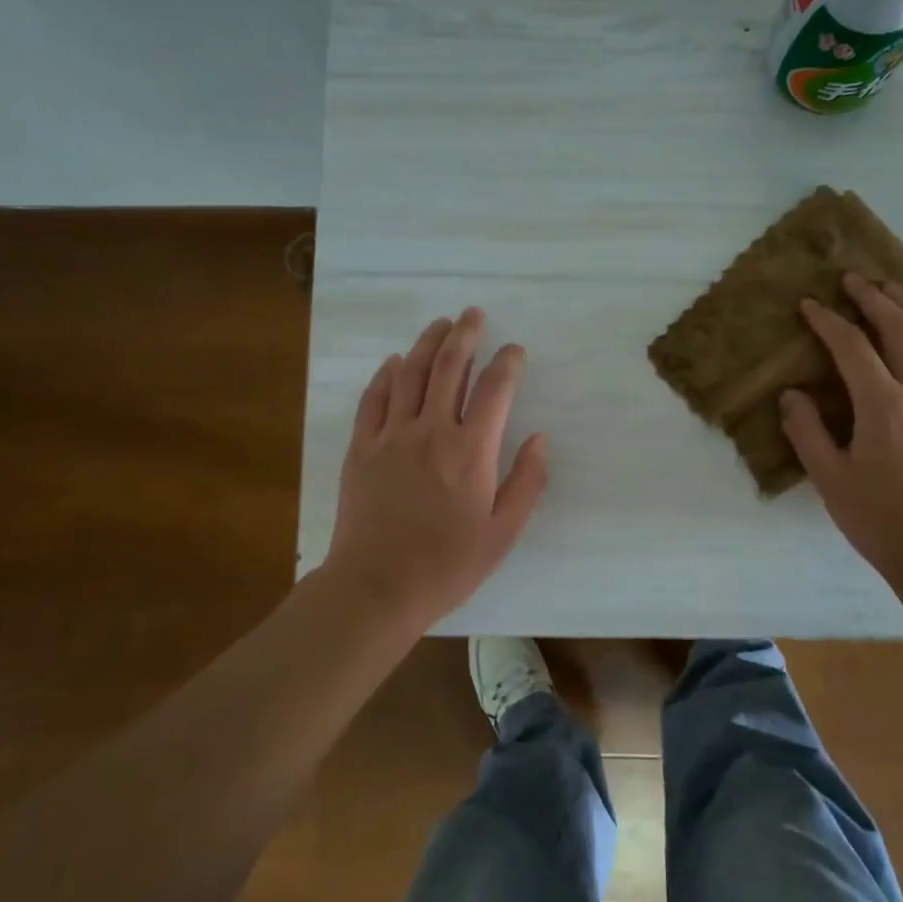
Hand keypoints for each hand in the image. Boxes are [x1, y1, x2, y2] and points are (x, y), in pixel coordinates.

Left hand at [325, 308, 548, 628]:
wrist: (377, 587)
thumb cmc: (448, 565)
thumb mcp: (503, 532)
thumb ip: (527, 481)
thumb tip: (541, 437)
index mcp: (471, 451)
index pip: (495, 389)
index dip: (508, 362)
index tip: (514, 350)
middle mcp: (431, 431)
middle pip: (449, 367)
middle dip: (465, 335)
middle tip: (473, 314)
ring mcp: (391, 436)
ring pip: (410, 373)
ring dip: (427, 343)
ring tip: (440, 323)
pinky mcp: (361, 447)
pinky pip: (374, 399)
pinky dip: (386, 374)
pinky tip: (395, 362)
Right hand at [780, 273, 902, 575]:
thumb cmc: (880, 520)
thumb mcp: (830, 479)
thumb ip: (806, 432)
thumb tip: (792, 395)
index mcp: (883, 406)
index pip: (853, 349)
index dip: (829, 321)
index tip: (810, 304)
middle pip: (902, 331)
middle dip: (875, 299)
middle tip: (853, 279)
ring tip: (896, 294)